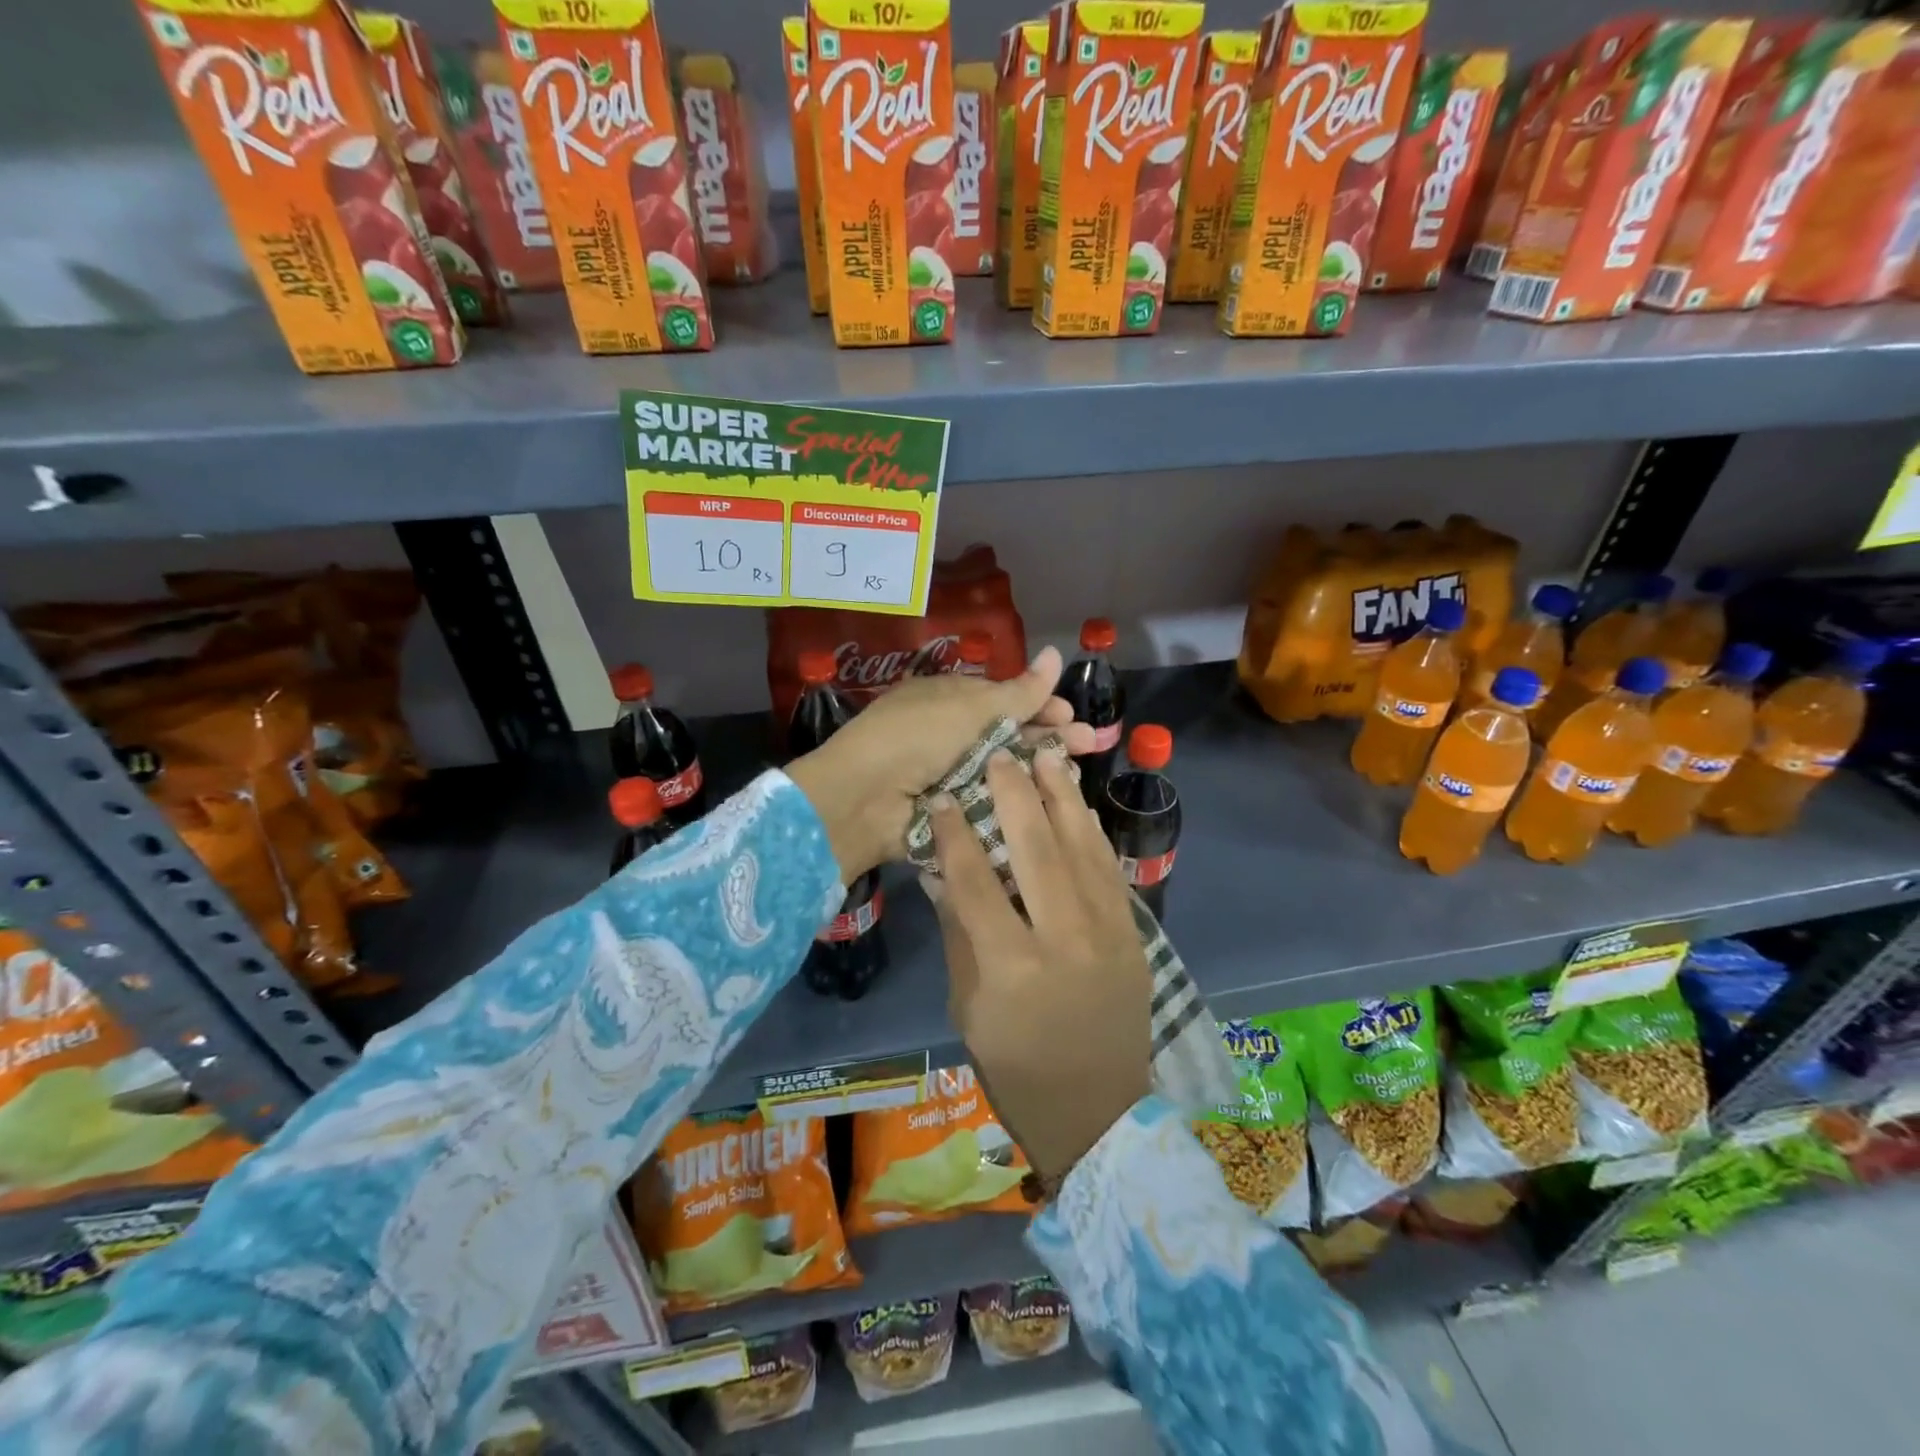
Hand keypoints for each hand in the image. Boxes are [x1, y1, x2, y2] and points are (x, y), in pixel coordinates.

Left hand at [786, 648, 1094, 880]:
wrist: (865, 799)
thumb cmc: (916, 738)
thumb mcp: (969, 708)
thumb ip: (1018, 691)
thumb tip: (1055, 653)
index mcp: (951, 700)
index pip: (1005, 699)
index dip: (1040, 704)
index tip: (1071, 714)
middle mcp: (953, 735)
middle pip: (1010, 734)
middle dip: (1050, 736)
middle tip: (1089, 744)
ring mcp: (952, 774)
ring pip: (1005, 769)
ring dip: (1039, 768)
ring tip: (1075, 772)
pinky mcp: (954, 811)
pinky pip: (993, 801)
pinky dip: (1018, 799)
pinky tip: (1049, 802)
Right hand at [929, 746, 1151, 1183]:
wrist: (1097, 1112)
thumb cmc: (1016, 1067)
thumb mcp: (969, 1007)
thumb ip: (960, 933)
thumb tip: (943, 871)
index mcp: (1012, 966)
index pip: (976, 882)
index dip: (957, 834)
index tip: (946, 797)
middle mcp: (1064, 939)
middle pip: (1037, 850)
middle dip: (1016, 796)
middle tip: (1000, 755)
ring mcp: (1108, 934)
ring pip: (1083, 849)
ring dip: (1063, 798)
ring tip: (1046, 757)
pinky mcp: (1134, 935)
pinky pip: (1110, 870)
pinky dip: (1092, 832)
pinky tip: (1078, 804)